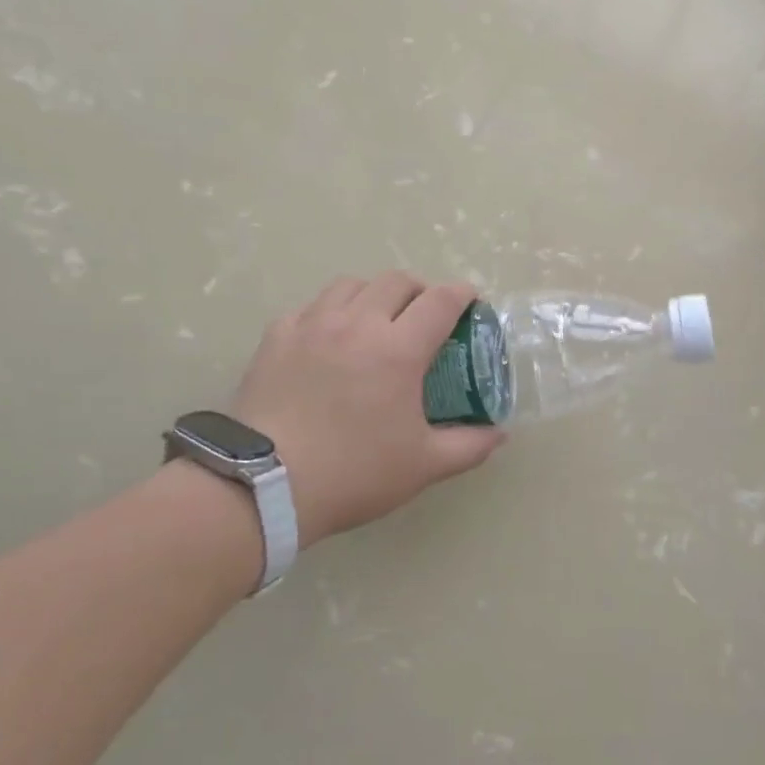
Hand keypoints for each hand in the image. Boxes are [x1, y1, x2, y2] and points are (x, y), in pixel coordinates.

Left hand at [231, 273, 506, 547]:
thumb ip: (469, 445)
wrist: (265, 484)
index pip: (440, 301)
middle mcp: (357, 324)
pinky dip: (330, 312)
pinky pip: (311, 306)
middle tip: (425, 315)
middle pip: (396, 281)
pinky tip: (329, 337)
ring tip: (377, 320)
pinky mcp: (276, 337)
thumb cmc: (355, 473)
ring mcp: (312, 325)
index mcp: (399, 350)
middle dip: (420, 290)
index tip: (470, 301)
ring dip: (374, 294)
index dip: (462, 294)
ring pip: (351, 285)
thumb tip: (499, 433)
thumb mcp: (424, 466)